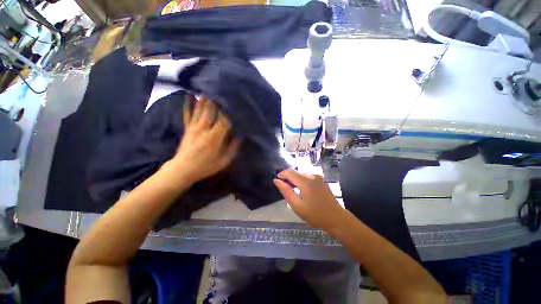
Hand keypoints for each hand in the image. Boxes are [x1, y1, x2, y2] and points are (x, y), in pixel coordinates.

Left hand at [167, 96, 239, 183]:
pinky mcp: (187, 127)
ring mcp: (194, 127)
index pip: (224, 119)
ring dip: (206, 98)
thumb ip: (233, 146)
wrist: (182, 169)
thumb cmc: (206, 166)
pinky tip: (190, 94)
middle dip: (219, 99)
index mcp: (215, 137)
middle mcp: (204, 128)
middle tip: (224, 88)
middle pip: (212, 110)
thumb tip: (241, 134)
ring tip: (211, 87)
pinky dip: (188, 103)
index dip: (230, 110)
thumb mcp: (224, 160)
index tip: (236, 102)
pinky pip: (187, 113)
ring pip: (200, 109)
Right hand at [273, 169, 347, 231]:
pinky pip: (307, 177)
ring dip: (295, 180)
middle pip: (296, 172)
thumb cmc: (315, 214)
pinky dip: (302, 181)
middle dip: (288, 178)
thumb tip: (276, 180)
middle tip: (286, 189)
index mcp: (306, 182)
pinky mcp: (321, 180)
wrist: (336, 218)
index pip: (289, 172)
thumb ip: (286, 191)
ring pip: (301, 174)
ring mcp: (318, 177)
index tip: (277, 181)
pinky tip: (304, 191)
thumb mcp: (297, 206)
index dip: (281, 174)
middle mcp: (312, 176)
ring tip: (294, 191)